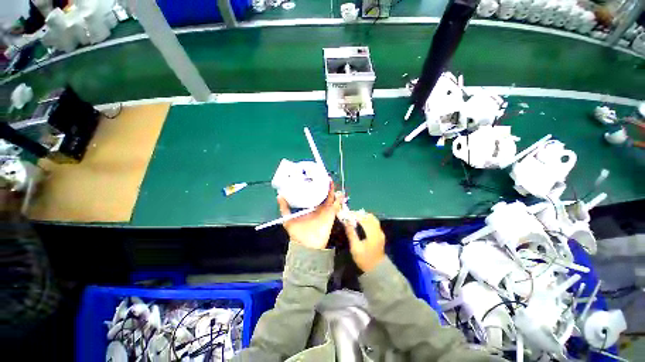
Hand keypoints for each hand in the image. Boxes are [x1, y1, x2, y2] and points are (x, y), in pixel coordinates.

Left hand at [277, 182, 341, 249]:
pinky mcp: (331, 214)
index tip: (314, 177)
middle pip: (323, 194)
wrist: (307, 245)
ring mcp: (325, 210)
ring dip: (331, 189)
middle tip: (323, 176)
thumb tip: (279, 195)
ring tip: (329, 180)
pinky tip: (339, 192)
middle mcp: (318, 207)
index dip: (315, 187)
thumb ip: (284, 208)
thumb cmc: (297, 233)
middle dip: (324, 185)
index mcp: (310, 207)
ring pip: (331, 197)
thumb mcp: (288, 219)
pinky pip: (336, 205)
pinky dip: (339, 199)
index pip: (313, 194)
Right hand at [342, 212, 385, 271]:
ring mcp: (380, 232)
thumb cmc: (364, 259)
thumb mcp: (355, 247)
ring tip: (354, 219)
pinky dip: (367, 220)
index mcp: (372, 233)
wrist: (376, 270)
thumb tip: (346, 221)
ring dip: (363, 217)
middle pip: (369, 216)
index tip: (347, 214)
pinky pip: (374, 223)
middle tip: (350, 216)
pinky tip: (361, 224)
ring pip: (372, 218)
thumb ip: (351, 233)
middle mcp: (377, 230)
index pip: (363, 218)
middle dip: (359, 214)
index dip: (354, 215)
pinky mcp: (380, 235)